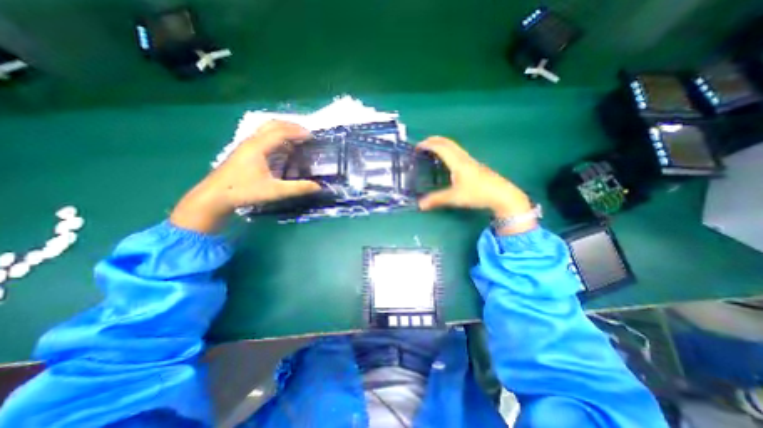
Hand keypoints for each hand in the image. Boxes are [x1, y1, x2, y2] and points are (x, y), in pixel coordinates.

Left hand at [170, 121, 319, 234]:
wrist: (214, 196)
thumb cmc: (244, 191)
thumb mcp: (275, 191)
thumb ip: (298, 188)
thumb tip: (318, 187)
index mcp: (258, 147)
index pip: (281, 132)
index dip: (297, 132)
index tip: (312, 136)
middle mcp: (251, 141)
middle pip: (272, 124)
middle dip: (291, 126)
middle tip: (306, 134)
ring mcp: (246, 145)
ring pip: (266, 130)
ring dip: (283, 131)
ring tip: (297, 139)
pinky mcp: (244, 152)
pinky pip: (263, 137)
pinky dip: (276, 138)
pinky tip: (282, 149)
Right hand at [417, 137, 535, 235]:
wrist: (503, 195)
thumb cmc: (478, 193)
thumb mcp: (455, 198)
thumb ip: (437, 200)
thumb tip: (420, 205)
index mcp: (458, 163)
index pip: (441, 148)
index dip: (429, 145)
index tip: (418, 146)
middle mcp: (464, 158)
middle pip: (448, 143)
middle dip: (435, 140)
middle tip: (423, 143)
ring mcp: (471, 161)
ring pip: (454, 147)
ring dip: (442, 145)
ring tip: (433, 149)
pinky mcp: (475, 166)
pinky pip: (458, 153)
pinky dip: (449, 151)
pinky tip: (448, 160)